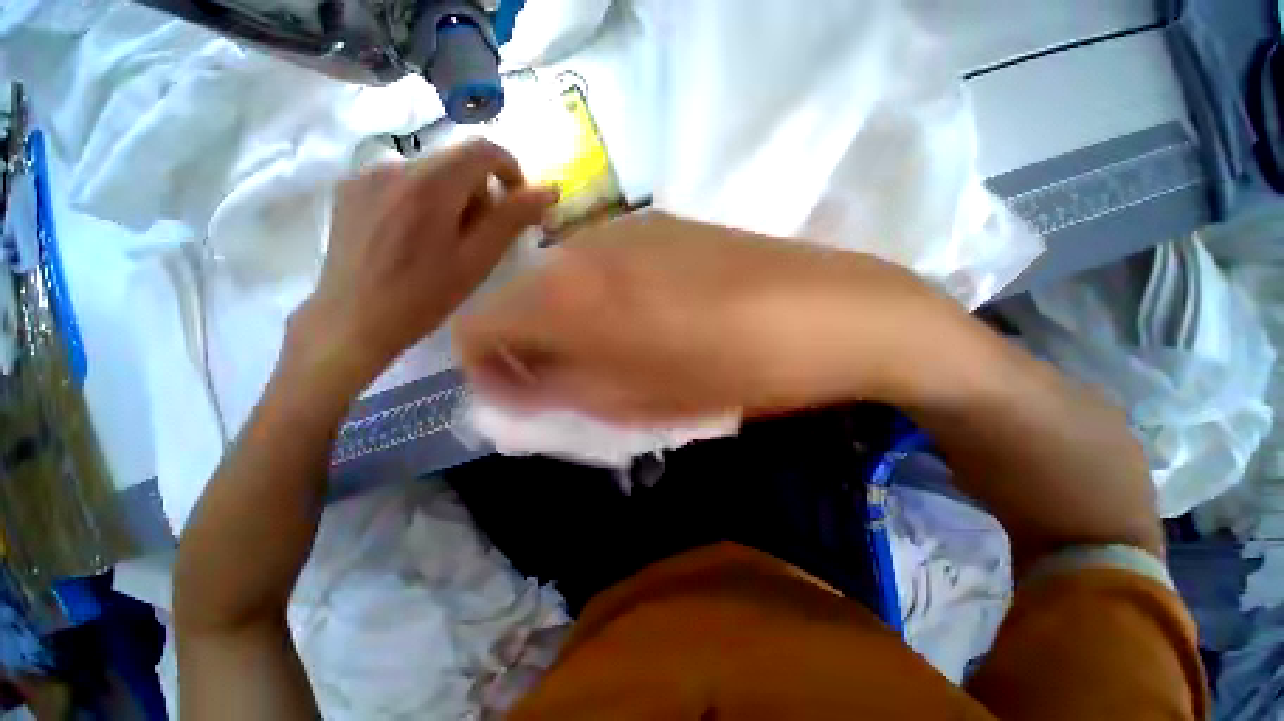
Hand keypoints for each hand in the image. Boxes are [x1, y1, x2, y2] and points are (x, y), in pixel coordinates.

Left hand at [290, 139, 557, 395]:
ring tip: (443, 242)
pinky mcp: (348, 189)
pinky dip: (420, 201)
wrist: (352, 320)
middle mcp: (394, 166)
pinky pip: (399, 182)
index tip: (515, 202)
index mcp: (430, 184)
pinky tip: (412, 238)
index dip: (509, 169)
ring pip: (428, 173)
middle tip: (479, 237)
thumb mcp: (478, 260)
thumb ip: (513, 219)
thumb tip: (548, 190)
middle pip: (455, 162)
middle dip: (478, 192)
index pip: (482, 149)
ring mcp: (365, 175)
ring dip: (449, 198)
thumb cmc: (424, 296)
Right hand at [454, 212, 973, 422]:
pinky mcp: (661, 224)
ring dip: (571, 322)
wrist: (827, 312)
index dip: (486, 366)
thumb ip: (560, 391)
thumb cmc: (732, 368)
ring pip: (563, 282)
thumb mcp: (636, 401)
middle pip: (520, 300)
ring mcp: (624, 227)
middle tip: (575, 382)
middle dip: (532, 347)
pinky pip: (604, 265)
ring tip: (620, 353)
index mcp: (567, 295)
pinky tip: (652, 318)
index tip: (519, 394)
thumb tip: (510, 385)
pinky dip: (604, 298)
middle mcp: (582, 247)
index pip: (477, 324)